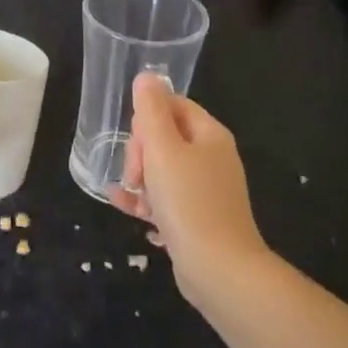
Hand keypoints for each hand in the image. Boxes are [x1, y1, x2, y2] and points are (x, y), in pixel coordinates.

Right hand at [111, 73, 269, 304]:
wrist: (220, 270)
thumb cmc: (189, 202)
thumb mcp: (163, 149)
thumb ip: (151, 111)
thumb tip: (146, 76)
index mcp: (209, 135)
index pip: (172, 105)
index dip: (146, 119)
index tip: (136, 143)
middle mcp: (212, 158)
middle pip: (166, 138)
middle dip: (141, 153)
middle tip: (135, 177)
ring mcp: (207, 190)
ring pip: (163, 171)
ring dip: (140, 180)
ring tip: (128, 197)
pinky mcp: (199, 219)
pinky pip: (167, 200)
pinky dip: (148, 203)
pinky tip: (128, 211)